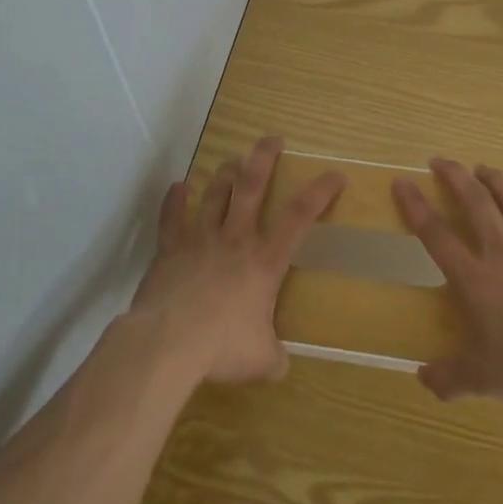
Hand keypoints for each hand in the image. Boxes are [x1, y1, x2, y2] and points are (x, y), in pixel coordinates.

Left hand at [129, 135, 344, 385]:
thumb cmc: (223, 347)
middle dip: (264, 158)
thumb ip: (273, 356)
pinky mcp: (170, 247)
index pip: (299, 217)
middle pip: (251, 186)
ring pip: (215, 193)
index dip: (319, 192)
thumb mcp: (262, 360)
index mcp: (265, 261)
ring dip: (224, 174)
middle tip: (271, 139)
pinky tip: (178, 187)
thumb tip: (279, 364)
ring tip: (232, 160)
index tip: (334, 174)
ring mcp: (200, 238)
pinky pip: (172, 216)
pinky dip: (175, 200)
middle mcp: (235, 239)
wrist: (168, 341)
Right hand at [394, 159, 502, 420]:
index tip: (402, 183)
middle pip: (476, 202)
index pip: (436, 235)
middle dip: (455, 176)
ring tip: (482, 169)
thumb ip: (451, 378)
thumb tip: (423, 379)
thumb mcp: (486, 381)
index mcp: (477, 280)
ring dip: (495, 180)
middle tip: (440, 161)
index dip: (415, 206)